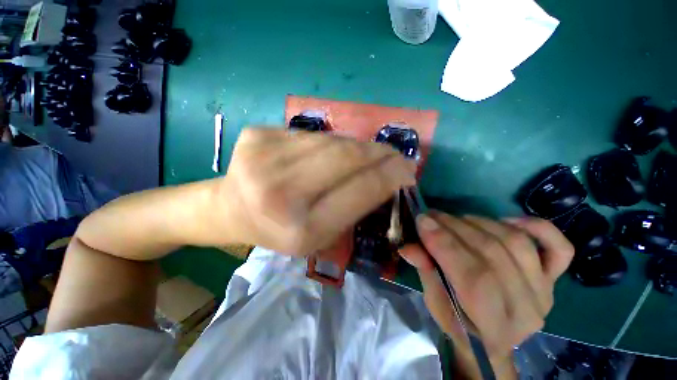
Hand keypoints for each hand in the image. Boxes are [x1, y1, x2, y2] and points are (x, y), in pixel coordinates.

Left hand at [217, 127, 416, 254]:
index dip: (390, 176)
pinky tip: (331, 152)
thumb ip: (354, 208)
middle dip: (379, 154)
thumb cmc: (278, 231)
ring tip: (367, 154)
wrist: (231, 209)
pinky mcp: (257, 135)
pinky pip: (311, 135)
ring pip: (331, 141)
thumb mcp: (320, 236)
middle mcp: (280, 192)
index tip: (409, 170)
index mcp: (300, 228)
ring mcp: (264, 157)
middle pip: (346, 158)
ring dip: (357, 147)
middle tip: (395, 155)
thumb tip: (387, 177)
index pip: (359, 191)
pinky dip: (330, 143)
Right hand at [400, 213, 573, 378]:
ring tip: (454, 218)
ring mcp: (545, 292)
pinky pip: (559, 248)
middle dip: (454, 227)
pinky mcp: (553, 279)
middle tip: (431, 215)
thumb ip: (426, 271)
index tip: (422, 221)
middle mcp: (526, 310)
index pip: (474, 277)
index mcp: (493, 328)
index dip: (445, 243)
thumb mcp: (435, 304)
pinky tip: (507, 221)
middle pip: (492, 254)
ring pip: (515, 243)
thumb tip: (408, 246)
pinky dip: (536, 227)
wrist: (494, 342)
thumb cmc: (459, 325)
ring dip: (478, 223)